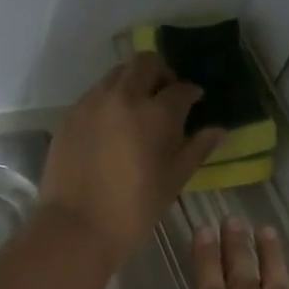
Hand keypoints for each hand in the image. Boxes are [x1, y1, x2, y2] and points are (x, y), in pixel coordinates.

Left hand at [40, 53, 222, 267]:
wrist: (77, 226)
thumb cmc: (134, 209)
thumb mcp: (173, 180)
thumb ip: (196, 149)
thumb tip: (218, 130)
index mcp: (156, 113)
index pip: (180, 89)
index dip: (191, 93)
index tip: (194, 101)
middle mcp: (124, 97)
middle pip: (145, 62)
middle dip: (161, 72)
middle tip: (166, 94)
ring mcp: (92, 103)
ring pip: (117, 73)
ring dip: (133, 81)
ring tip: (138, 108)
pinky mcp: (70, 115)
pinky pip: (95, 93)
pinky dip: (109, 98)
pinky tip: (113, 124)